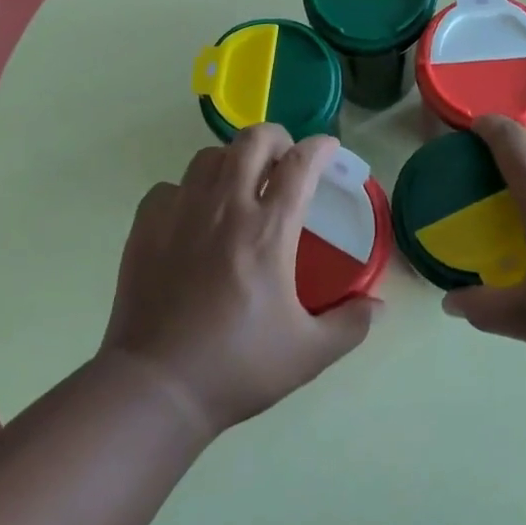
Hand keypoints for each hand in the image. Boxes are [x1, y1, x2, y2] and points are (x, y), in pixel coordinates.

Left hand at [99, 126, 376, 437]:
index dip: (319, 148)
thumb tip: (378, 306)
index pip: (300, 164)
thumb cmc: (237, 366)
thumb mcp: (307, 354)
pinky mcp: (147, 223)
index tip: (328, 148)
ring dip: (232, 160)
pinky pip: (170, 186)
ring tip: (238, 184)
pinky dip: (187, 191)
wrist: (157, 387)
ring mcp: (182, 210)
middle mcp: (226, 206)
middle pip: (253, 140)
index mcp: (268, 230)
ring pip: (210, 155)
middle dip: (276, 137)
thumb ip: (349, 325)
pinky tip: (192, 216)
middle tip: (284, 159)